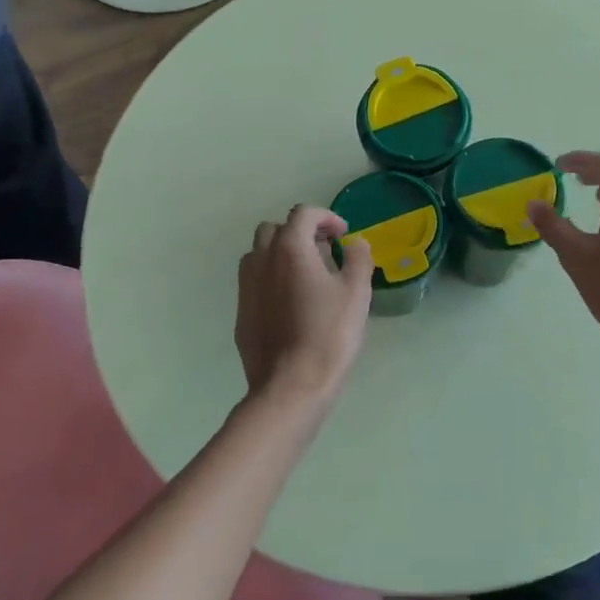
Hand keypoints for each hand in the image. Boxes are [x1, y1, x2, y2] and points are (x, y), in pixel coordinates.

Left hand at [235, 206, 373, 404]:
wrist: (290, 384)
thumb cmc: (329, 333)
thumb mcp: (356, 292)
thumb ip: (358, 259)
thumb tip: (355, 243)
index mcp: (289, 248)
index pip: (303, 214)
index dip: (326, 218)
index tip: (343, 235)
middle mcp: (261, 259)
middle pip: (275, 229)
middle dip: (299, 233)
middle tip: (324, 252)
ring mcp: (246, 287)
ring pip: (259, 254)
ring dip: (281, 255)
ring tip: (307, 276)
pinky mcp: (241, 312)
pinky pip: (255, 283)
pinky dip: (272, 280)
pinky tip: (291, 305)